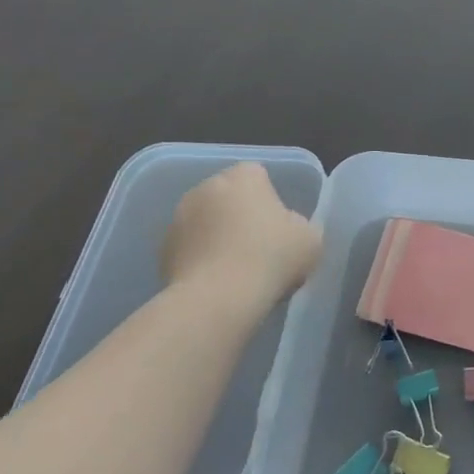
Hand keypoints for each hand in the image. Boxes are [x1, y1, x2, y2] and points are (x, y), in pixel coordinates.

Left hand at [161, 163, 321, 304]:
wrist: (219, 298)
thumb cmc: (271, 257)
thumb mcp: (310, 239)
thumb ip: (299, 225)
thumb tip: (287, 229)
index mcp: (243, 176)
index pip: (258, 176)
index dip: (270, 201)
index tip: (279, 229)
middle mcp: (207, 186)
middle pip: (229, 197)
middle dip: (240, 216)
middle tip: (259, 250)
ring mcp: (179, 216)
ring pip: (206, 222)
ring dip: (217, 237)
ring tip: (236, 272)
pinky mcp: (163, 248)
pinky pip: (190, 248)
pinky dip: (200, 260)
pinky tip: (215, 284)